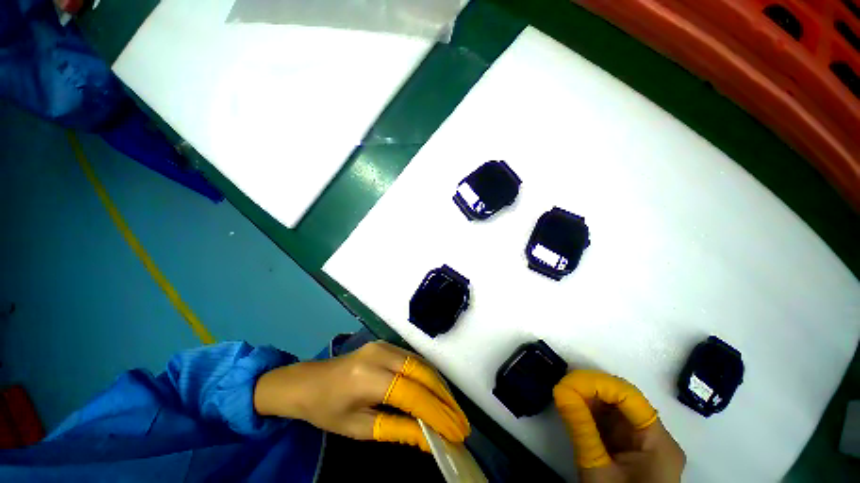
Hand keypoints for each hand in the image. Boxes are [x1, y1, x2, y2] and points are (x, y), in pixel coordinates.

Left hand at [253, 341, 469, 451]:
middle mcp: (380, 354)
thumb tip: (429, 439)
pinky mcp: (386, 344)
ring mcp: (384, 345)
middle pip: (422, 373)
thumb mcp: (359, 428)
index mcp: (368, 377)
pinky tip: (436, 389)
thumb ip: (396, 430)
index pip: (411, 395)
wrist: (309, 381)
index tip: (455, 432)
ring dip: (439, 386)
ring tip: (453, 408)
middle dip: (444, 398)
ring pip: (421, 363)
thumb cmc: (328, 410)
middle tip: (461, 421)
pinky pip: (413, 359)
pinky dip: (428, 375)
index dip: (436, 414)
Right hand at [554, 370, 684, 482]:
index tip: (568, 380)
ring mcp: (645, 444)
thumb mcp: (598, 470)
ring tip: (565, 398)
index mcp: (658, 442)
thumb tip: (560, 390)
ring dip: (589, 403)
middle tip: (563, 388)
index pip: (629, 397)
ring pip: (615, 412)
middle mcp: (656, 437)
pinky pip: (612, 425)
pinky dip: (593, 417)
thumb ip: (581, 429)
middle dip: (591, 392)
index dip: (598, 383)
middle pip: (623, 402)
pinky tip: (576, 413)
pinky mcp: (633, 450)